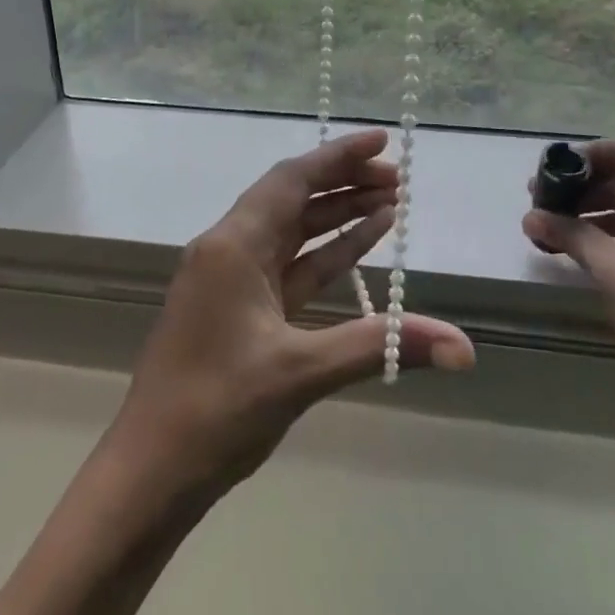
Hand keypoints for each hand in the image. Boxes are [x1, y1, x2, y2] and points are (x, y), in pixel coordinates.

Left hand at [111, 130, 474, 498]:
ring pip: (293, 232)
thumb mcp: (301, 372)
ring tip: (390, 203)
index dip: (338, 156)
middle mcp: (230, 248)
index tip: (381, 141)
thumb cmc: (216, 411)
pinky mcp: (240, 309)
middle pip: (294, 198)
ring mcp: (233, 279)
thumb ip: (381, 346)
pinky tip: (360, 245)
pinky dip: (325, 253)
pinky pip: (289, 266)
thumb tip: (464, 349)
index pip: (292, 179)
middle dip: (344, 183)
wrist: (150, 473)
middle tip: (397, 178)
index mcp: (233, 244)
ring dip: (337, 216)